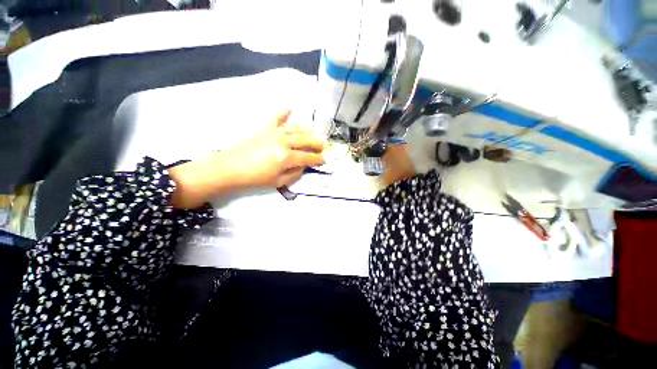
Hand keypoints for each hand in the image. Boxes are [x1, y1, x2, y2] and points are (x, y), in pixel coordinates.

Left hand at [224, 110, 325, 187]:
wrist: (230, 168)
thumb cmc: (255, 178)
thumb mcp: (278, 182)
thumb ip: (295, 173)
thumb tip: (304, 166)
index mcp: (286, 157)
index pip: (308, 157)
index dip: (318, 158)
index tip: (325, 159)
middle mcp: (283, 142)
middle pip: (305, 140)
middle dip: (317, 143)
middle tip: (323, 145)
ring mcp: (274, 133)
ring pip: (296, 128)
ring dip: (307, 131)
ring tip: (314, 133)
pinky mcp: (265, 129)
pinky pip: (276, 118)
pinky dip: (283, 112)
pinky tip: (290, 108)